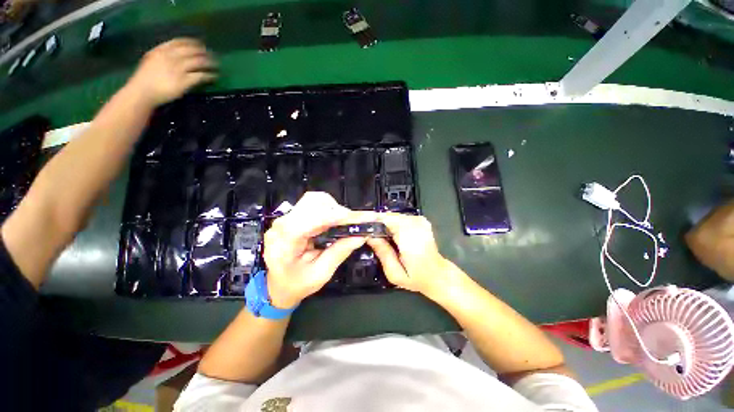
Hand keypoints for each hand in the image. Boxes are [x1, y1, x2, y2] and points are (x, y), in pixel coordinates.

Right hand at [126, 38, 216, 107]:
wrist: (142, 92)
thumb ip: (163, 56)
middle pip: (192, 51)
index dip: (193, 43)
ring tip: (217, 66)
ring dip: (210, 63)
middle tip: (213, 56)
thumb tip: (177, 56)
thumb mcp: (152, 61)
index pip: (180, 42)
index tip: (201, 44)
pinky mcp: (184, 81)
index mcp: (161, 50)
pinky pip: (201, 76)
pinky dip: (209, 75)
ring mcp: (178, 69)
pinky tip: (214, 77)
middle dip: (204, 52)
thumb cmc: (145, 79)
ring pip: (199, 62)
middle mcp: (171, 57)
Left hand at [263, 192, 366, 308]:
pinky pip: (312, 205)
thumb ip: (339, 253)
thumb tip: (360, 236)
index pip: (314, 218)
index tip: (358, 219)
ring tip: (344, 223)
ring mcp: (285, 218)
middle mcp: (283, 223)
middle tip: (353, 223)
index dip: (337, 216)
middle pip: (314, 202)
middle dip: (338, 210)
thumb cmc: (295, 285)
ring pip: (314, 200)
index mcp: (286, 239)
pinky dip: (328, 209)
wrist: (275, 287)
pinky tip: (334, 222)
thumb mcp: (320, 274)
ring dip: (333, 208)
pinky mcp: (291, 217)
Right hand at [367, 213, 458, 298]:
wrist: (437, 275)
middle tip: (368, 235)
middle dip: (377, 223)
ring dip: (384, 224)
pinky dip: (392, 224)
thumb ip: (382, 252)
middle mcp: (415, 223)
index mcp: (409, 236)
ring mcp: (419, 220)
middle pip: (388, 216)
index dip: (372, 223)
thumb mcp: (395, 272)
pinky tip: (390, 235)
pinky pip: (400, 218)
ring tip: (378, 236)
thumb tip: (369, 236)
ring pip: (393, 216)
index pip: (384, 219)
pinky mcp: (420, 220)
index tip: (362, 230)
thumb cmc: (416, 277)